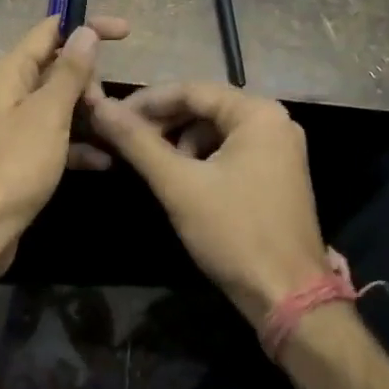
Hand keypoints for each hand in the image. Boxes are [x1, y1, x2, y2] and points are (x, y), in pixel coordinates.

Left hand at [0, 14, 129, 270]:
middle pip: (58, 68)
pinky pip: (56, 139)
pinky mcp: (20, 156)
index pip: (51, 30)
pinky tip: (105, 162)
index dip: (87, 26)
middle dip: (89, 81)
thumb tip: (85, 31)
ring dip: (88, 114)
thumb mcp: (48, 114)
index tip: (126, 33)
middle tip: (104, 107)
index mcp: (10, 72)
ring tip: (113, 132)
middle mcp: (9, 91)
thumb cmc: (12, 166)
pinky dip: (79, 145)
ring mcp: (14, 125)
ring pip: (60, 105)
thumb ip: (69, 72)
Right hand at [90, 83, 326, 325]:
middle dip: (162, 122)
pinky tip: (179, 178)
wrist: (289, 298)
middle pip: (204, 107)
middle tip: (123, 140)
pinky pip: (230, 150)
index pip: (190, 90)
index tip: (110, 117)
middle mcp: (274, 121)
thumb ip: (137, 142)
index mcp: (257, 113)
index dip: (146, 102)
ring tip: (148, 162)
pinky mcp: (277, 173)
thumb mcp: (179, 185)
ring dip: (179, 141)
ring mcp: (280, 148)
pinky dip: (200, 158)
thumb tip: (99, 107)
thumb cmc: (234, 233)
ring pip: (215, 130)